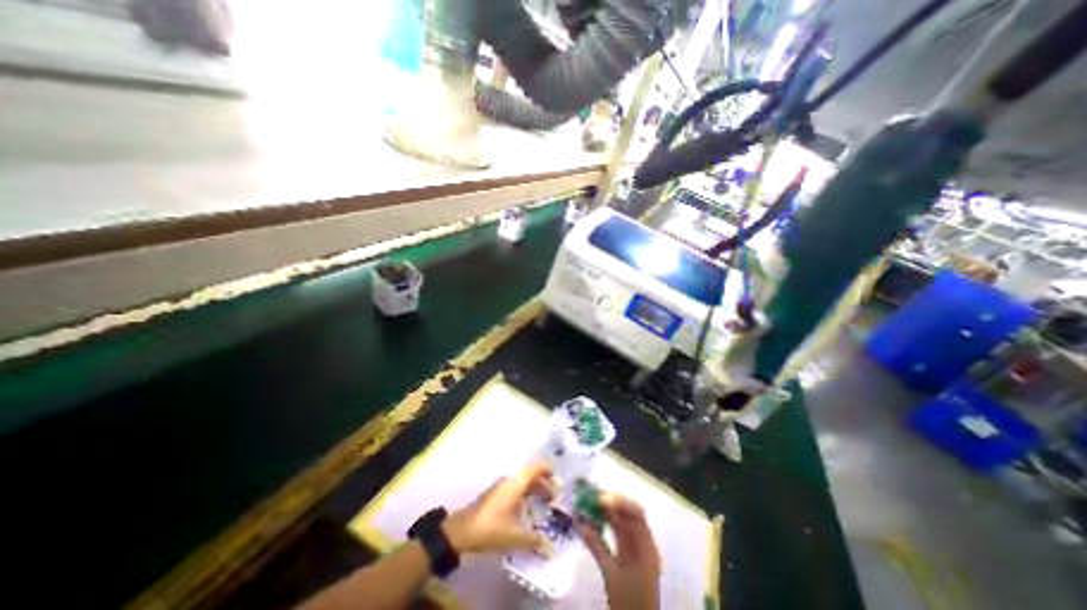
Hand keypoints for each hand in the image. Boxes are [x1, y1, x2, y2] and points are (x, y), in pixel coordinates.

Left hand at [441, 462, 553, 557]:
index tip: (559, 480)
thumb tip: (549, 545)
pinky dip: (525, 495)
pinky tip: (527, 510)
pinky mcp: (495, 495)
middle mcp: (509, 481)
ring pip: (522, 483)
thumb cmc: (491, 529)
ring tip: (544, 504)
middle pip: (531, 476)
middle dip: (544, 484)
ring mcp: (501, 487)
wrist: (460, 532)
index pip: (536, 468)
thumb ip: (533, 539)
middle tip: (555, 498)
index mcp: (516, 484)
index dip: (549, 471)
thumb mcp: (514, 536)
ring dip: (534, 490)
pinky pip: (515, 489)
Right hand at [578, 497, 662, 609]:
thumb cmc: (628, 601)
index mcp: (646, 546)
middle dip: (609, 504)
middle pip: (628, 515)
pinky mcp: (629, 555)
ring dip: (606, 513)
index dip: (619, 502)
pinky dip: (607, 525)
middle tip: (589, 497)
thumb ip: (596, 546)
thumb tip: (579, 522)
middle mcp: (644, 543)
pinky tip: (593, 520)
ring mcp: (637, 549)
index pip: (636, 513)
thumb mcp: (611, 574)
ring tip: (588, 505)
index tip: (600, 497)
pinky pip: (618, 533)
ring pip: (622, 522)